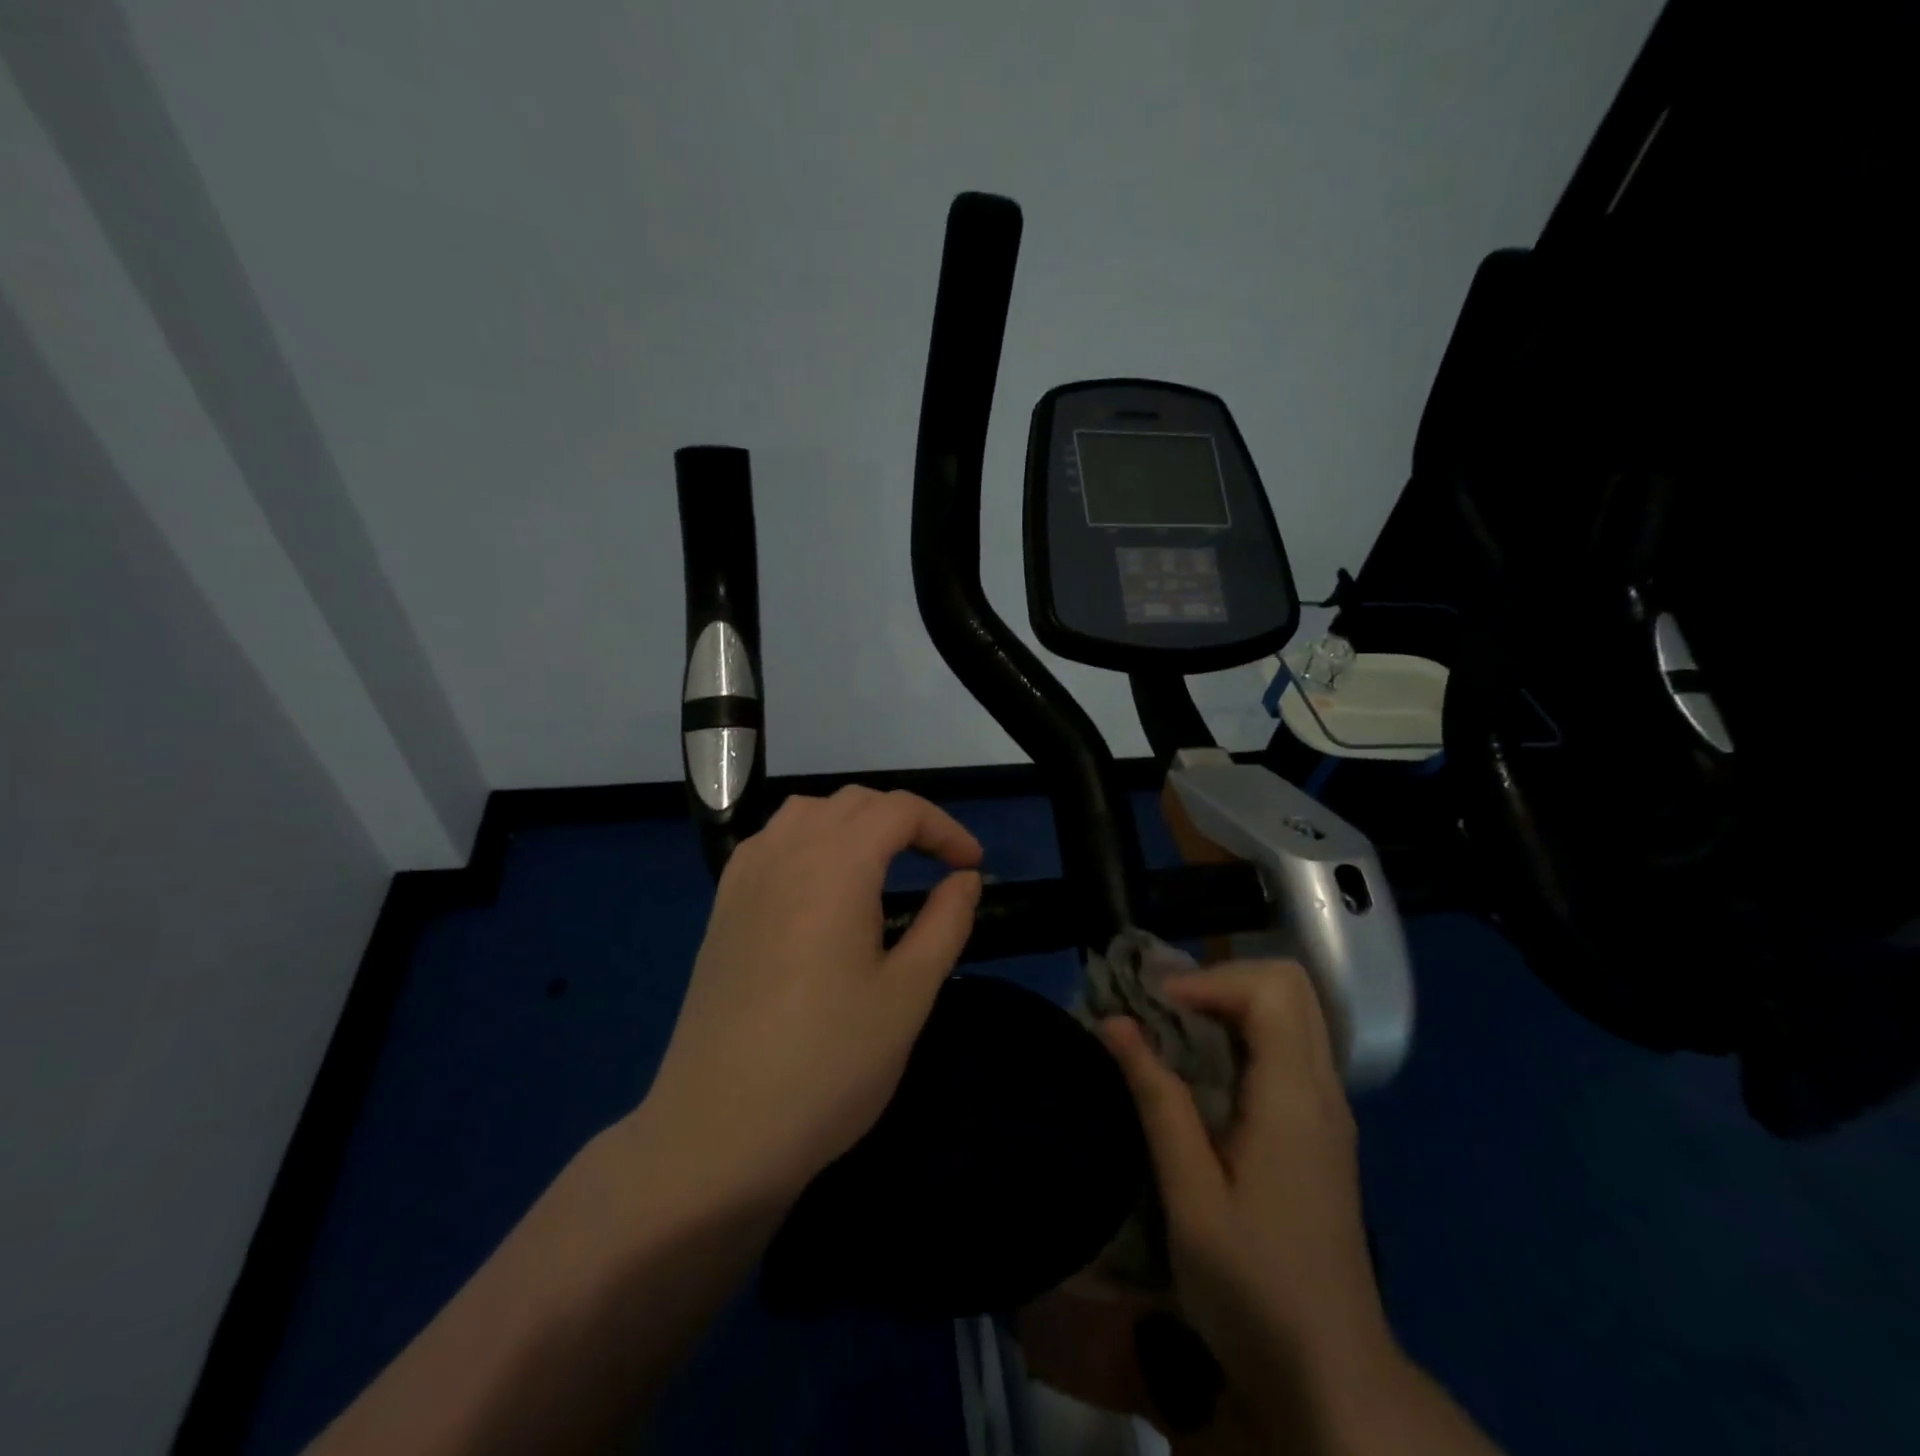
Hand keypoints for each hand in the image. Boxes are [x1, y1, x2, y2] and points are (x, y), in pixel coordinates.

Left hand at [637, 786, 982, 1206]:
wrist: (717, 1134)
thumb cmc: (828, 1065)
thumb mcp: (908, 996)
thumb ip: (944, 923)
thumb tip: (964, 879)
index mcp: (834, 866)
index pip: (898, 810)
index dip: (945, 828)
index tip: (972, 868)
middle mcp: (784, 854)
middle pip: (853, 804)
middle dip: (905, 822)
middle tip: (937, 866)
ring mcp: (744, 880)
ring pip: (806, 814)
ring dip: (853, 824)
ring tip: (881, 867)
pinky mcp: (722, 910)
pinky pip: (771, 843)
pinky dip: (809, 841)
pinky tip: (819, 888)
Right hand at [1100, 962, 1396, 1439]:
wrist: (1332, 1375)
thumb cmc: (1254, 1288)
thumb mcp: (1190, 1197)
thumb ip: (1157, 1099)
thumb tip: (1114, 1022)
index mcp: (1296, 1098)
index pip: (1271, 988)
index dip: (1208, 982)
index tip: (1156, 1011)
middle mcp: (1323, 1088)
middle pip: (1289, 985)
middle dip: (1220, 981)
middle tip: (1164, 1012)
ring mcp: (1329, 1107)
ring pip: (1291, 1011)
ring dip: (1229, 1004)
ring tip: (1173, 1035)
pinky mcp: (1322, 1127)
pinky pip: (1288, 1045)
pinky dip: (1243, 1034)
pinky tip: (1202, 1074)